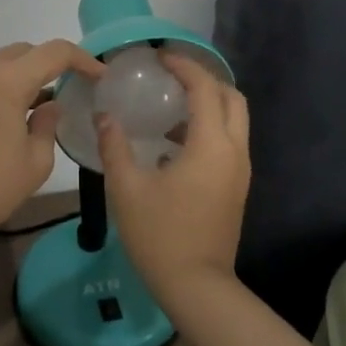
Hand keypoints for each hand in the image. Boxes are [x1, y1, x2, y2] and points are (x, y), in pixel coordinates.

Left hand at [0, 40, 102, 239]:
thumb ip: (48, 124)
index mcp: (6, 81)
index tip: (100, 76)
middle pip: (26, 51)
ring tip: (46, 101)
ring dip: (27, 73)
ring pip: (4, 62)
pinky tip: (16, 112)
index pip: (54, 53)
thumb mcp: (36, 161)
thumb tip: (48, 106)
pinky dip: (6, 84)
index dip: (82, 59)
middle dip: (53, 63)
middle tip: (74, 85)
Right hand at [97, 50, 250, 304]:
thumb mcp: (127, 188)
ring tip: (170, 106)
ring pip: (235, 120)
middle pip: (232, 98)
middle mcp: (234, 151)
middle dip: (205, 80)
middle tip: (172, 77)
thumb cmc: (160, 235)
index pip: (205, 88)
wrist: (197, 287)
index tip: (160, 57)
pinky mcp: (237, 188)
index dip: (184, 66)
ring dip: (209, 104)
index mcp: (210, 145)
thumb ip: (115, 146)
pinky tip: (175, 143)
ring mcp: (240, 171)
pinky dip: (209, 128)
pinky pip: (229, 142)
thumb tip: (105, 116)